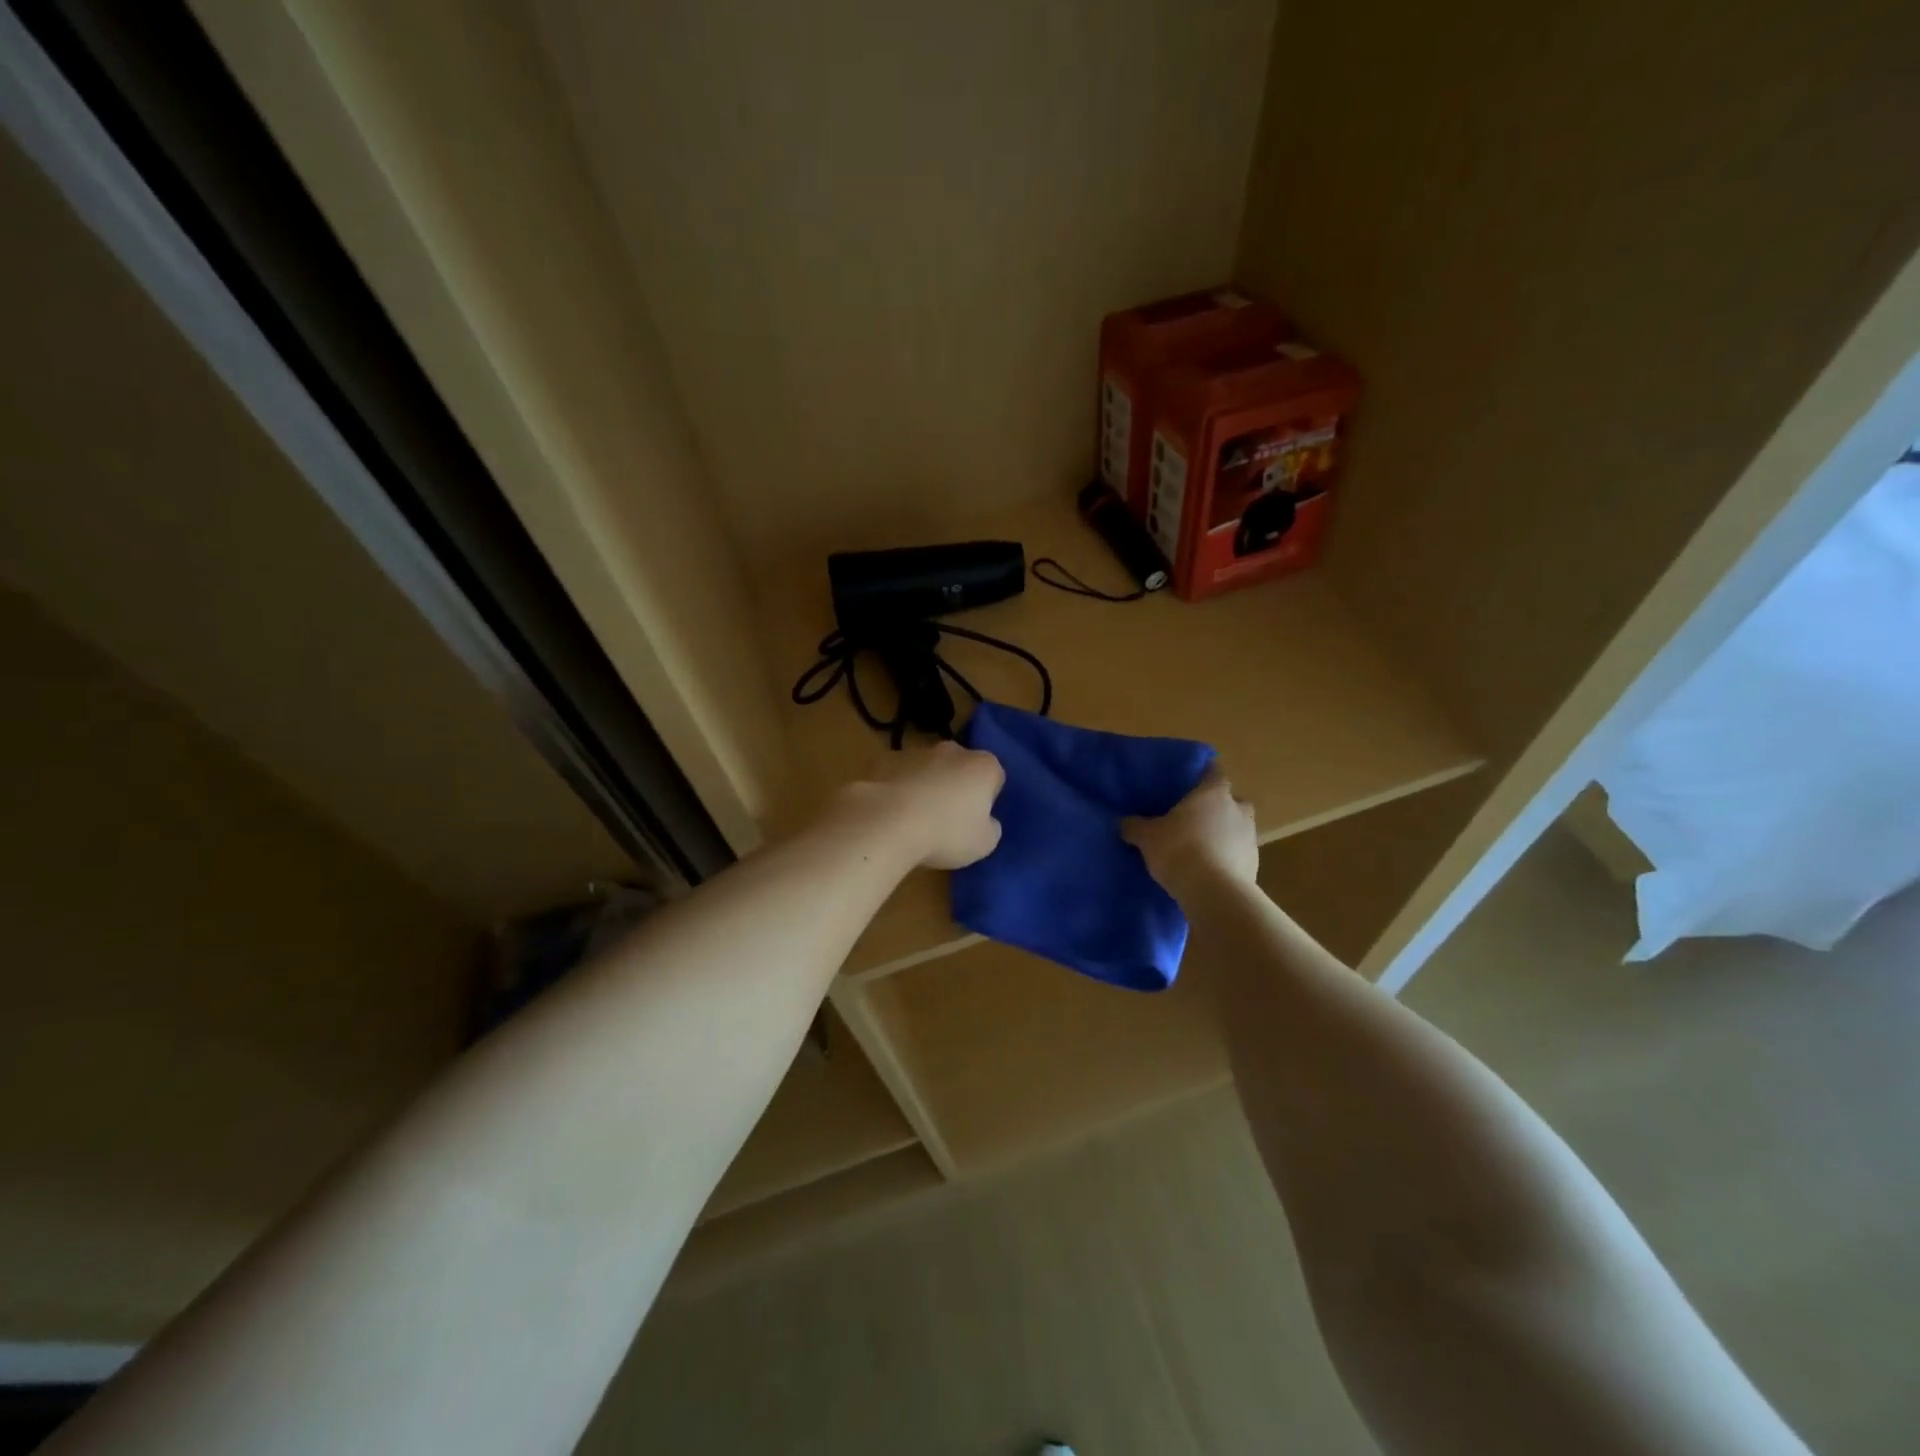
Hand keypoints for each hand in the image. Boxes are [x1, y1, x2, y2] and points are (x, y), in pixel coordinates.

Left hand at [839, 741, 1005, 869]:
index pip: (995, 777)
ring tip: (916, 819)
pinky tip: (893, 814)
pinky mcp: (886, 759)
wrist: (887, 822)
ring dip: (927, 785)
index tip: (977, 819)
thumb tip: (985, 821)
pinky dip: (900, 788)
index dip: (988, 798)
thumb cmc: (945, 834)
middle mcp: (953, 750)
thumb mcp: (984, 844)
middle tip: (948, 819)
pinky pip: (900, 775)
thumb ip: (990, 828)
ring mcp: (917, 751)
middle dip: (957, 786)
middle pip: (961, 766)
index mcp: (983, 766)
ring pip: (929, 768)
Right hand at [1123, 765, 1257, 895]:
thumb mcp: (1147, 837)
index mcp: (1213, 793)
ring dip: (1223, 834)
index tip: (1188, 784)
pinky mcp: (1255, 863)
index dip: (1201, 776)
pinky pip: (1239, 853)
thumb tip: (1123, 821)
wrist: (1214, 893)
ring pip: (1237, 827)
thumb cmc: (1179, 850)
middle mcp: (1237, 808)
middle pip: (1230, 800)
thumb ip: (1134, 826)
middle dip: (1216, 807)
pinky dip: (1228, 857)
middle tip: (1194, 819)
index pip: (1212, 772)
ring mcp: (1250, 836)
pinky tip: (1210, 870)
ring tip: (1201, 848)